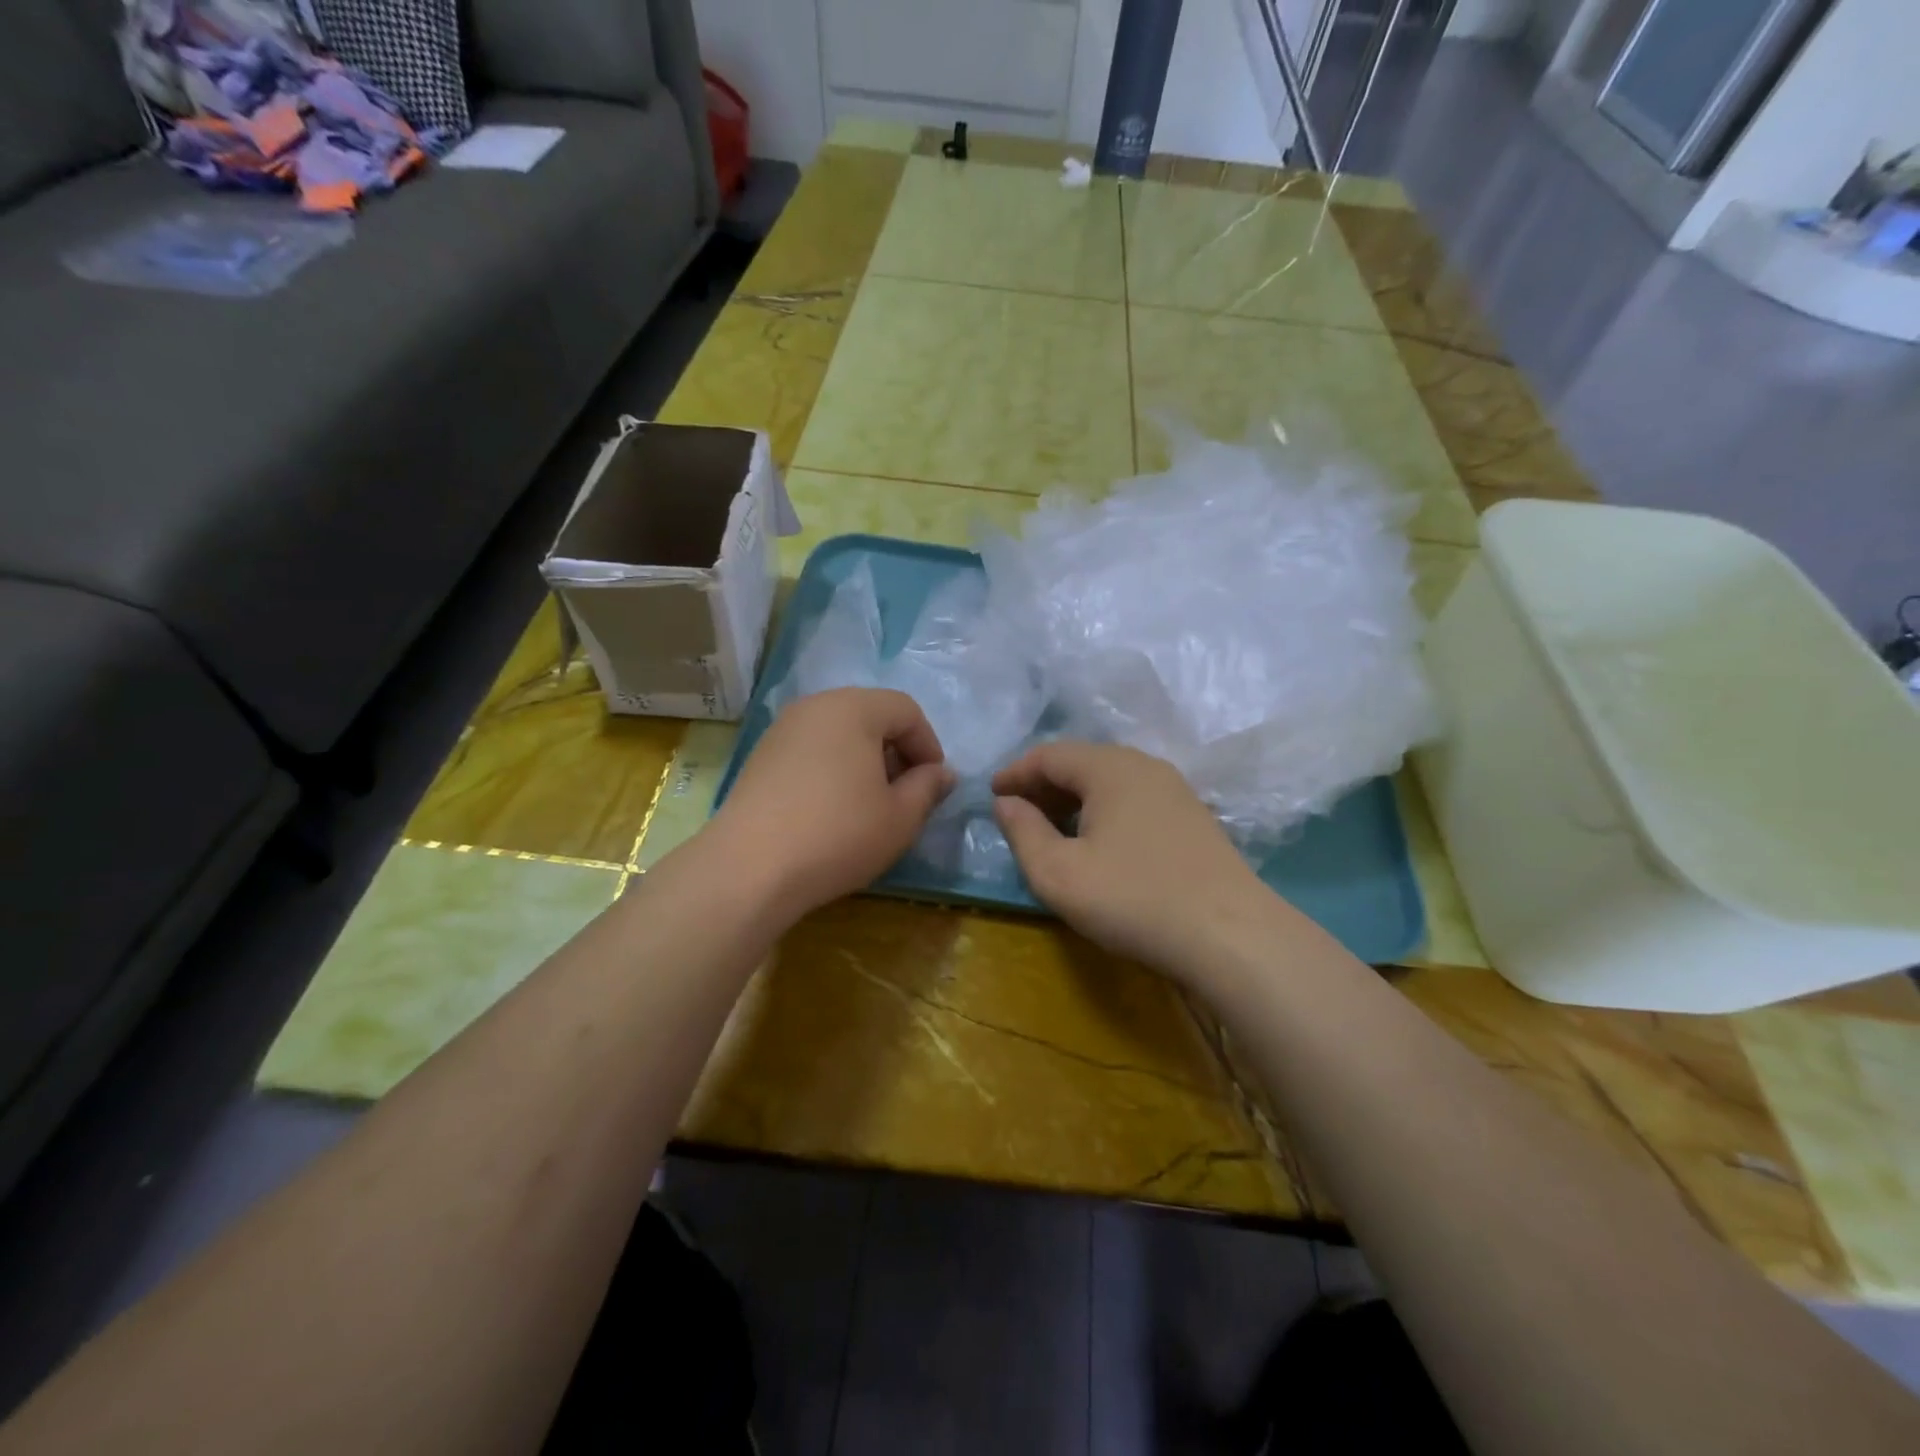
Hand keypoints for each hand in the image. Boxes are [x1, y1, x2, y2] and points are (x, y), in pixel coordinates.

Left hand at [712, 688, 954, 922]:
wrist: (749, 868)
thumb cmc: (838, 835)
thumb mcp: (900, 817)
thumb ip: (928, 787)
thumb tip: (941, 773)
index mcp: (853, 708)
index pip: (906, 710)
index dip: (928, 745)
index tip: (932, 786)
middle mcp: (815, 706)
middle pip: (871, 715)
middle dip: (896, 751)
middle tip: (903, 794)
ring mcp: (782, 729)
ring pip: (839, 732)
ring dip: (864, 760)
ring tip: (868, 804)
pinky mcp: (761, 756)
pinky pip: (811, 749)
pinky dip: (832, 768)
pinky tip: (831, 809)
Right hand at [992, 742, 1282, 978]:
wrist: (1232, 937)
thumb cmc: (1133, 899)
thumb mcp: (1059, 874)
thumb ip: (1023, 832)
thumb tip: (1006, 803)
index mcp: (1109, 768)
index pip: (1049, 754)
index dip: (1014, 773)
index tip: (990, 796)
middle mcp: (1144, 766)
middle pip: (1081, 763)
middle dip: (1042, 786)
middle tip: (1016, 817)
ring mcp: (1174, 790)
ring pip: (1109, 782)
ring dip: (1073, 800)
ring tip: (1051, 832)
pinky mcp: (1192, 818)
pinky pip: (1133, 800)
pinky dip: (1102, 812)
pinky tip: (1097, 845)